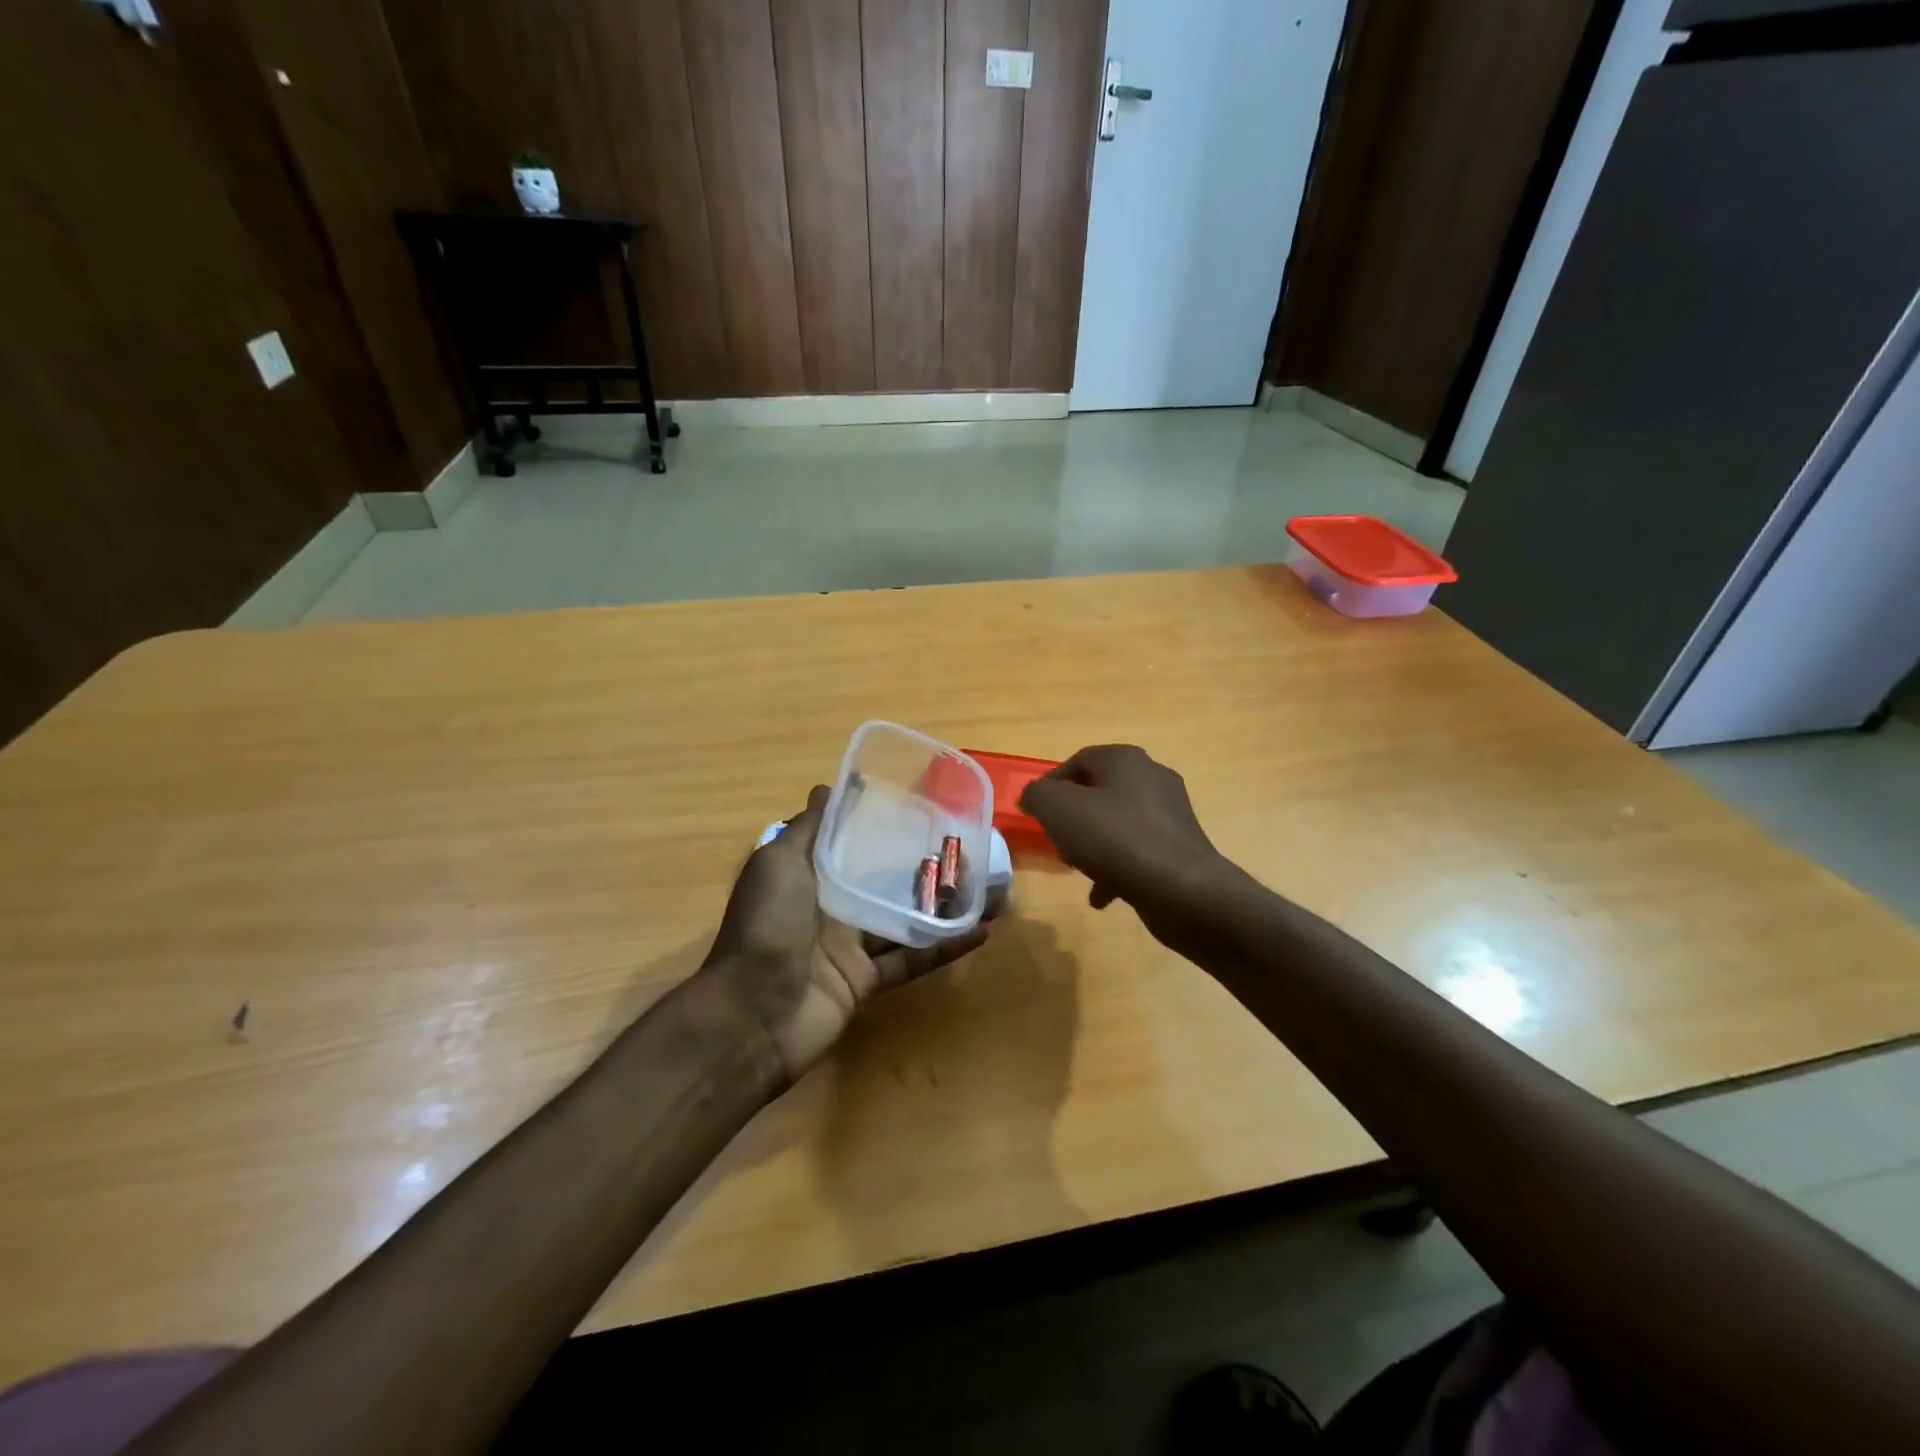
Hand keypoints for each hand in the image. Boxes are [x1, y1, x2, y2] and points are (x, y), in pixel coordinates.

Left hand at [702, 786, 988, 1082]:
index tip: (920, 806)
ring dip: (941, 905)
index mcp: (807, 875)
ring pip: (903, 919)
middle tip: (967, 847)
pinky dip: (943, 948)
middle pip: (883, 881)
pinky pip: (911, 960)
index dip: (879, 825)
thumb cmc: (766, 926)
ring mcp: (848, 946)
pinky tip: (979, 931)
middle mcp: (829, 906)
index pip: (849, 843)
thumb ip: (808, 828)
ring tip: (985, 887)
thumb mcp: (780, 863)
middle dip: (921, 865)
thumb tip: (827, 787)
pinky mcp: (866, 981)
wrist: (750, 1016)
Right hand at [1020, 745, 1231, 943]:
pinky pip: (1137, 852)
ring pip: (1117, 823)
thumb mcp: (1058, 809)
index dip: (1051, 784)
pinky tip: (1101, 896)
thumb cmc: (1115, 838)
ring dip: (1093, 844)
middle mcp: (1152, 778)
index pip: (1078, 760)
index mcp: (1125, 759)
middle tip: (1056, 841)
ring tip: (1077, 869)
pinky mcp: (1180, 848)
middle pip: (1099, 792)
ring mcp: (1171, 814)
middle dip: (1072, 817)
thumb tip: (1033, 796)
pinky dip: (1116, 869)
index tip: (1035, 812)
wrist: (1181, 889)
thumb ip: (1037, 795)